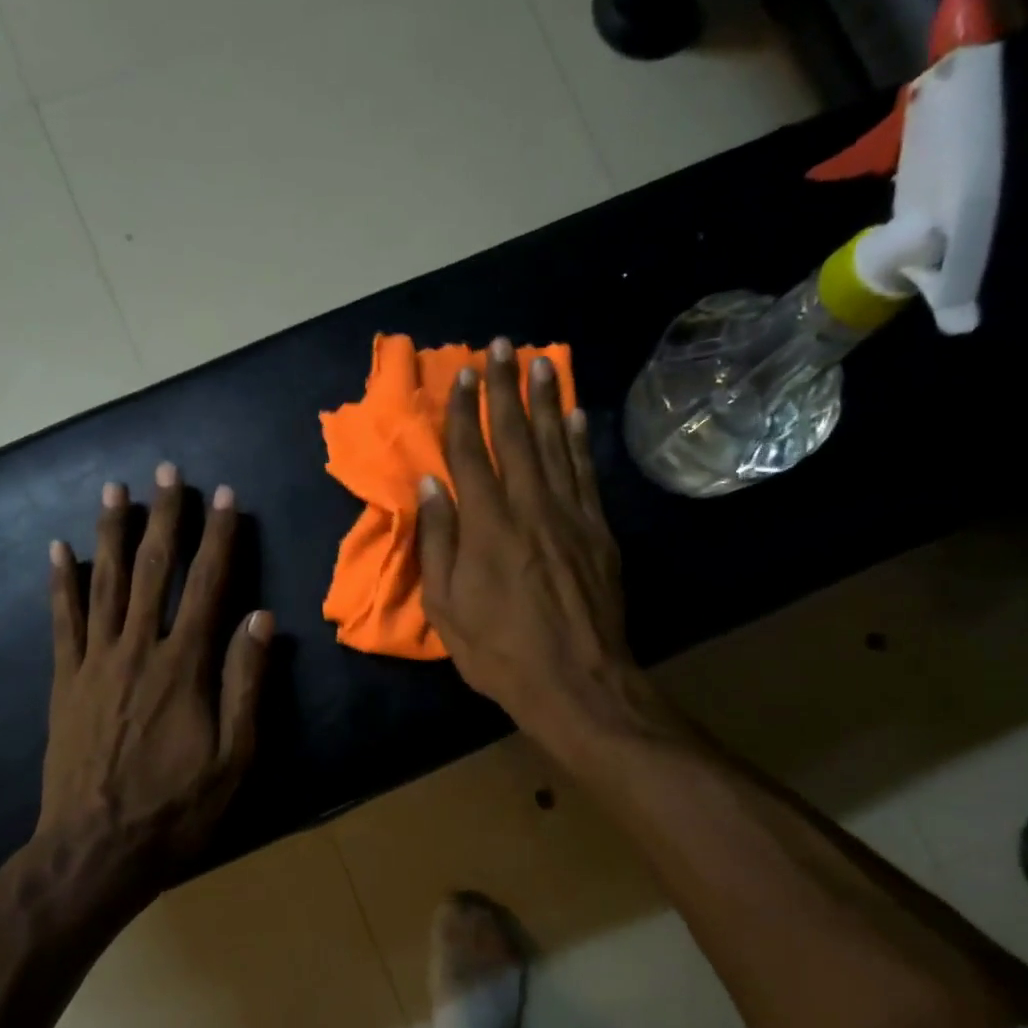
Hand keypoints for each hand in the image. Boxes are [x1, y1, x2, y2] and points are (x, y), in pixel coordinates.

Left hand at [33, 464, 271, 899]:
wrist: (95, 849)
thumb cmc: (176, 807)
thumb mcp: (233, 756)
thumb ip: (246, 683)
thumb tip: (261, 618)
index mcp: (184, 667)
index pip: (208, 587)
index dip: (220, 539)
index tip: (226, 497)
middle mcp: (137, 650)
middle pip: (153, 571)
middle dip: (164, 517)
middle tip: (168, 471)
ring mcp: (94, 663)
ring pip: (104, 584)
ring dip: (111, 533)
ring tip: (115, 490)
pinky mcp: (64, 681)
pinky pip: (62, 621)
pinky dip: (60, 582)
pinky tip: (58, 549)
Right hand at [417, 338, 672, 754]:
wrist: (577, 683)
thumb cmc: (499, 651)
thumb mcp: (446, 607)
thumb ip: (438, 542)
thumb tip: (429, 485)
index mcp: (486, 525)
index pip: (470, 453)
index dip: (464, 411)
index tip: (461, 374)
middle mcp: (529, 507)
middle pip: (515, 436)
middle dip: (505, 388)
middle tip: (502, 345)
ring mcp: (570, 516)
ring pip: (556, 445)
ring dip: (546, 401)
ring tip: (541, 362)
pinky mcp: (598, 532)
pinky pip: (587, 474)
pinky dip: (581, 441)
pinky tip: (576, 415)